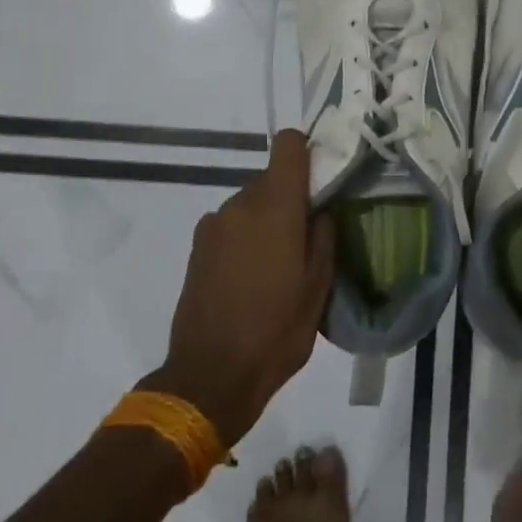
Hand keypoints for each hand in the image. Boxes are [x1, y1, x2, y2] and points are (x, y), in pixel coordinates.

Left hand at [145, 129, 334, 446]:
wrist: (210, 376)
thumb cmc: (276, 332)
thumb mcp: (318, 288)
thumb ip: (323, 237)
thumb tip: (320, 210)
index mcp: (275, 206)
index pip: (288, 145)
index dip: (307, 152)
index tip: (321, 179)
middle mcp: (240, 204)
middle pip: (271, 178)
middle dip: (290, 198)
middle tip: (306, 238)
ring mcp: (214, 224)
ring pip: (251, 203)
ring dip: (266, 221)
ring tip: (278, 266)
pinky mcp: (198, 246)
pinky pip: (231, 224)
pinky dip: (245, 237)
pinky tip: (251, 278)